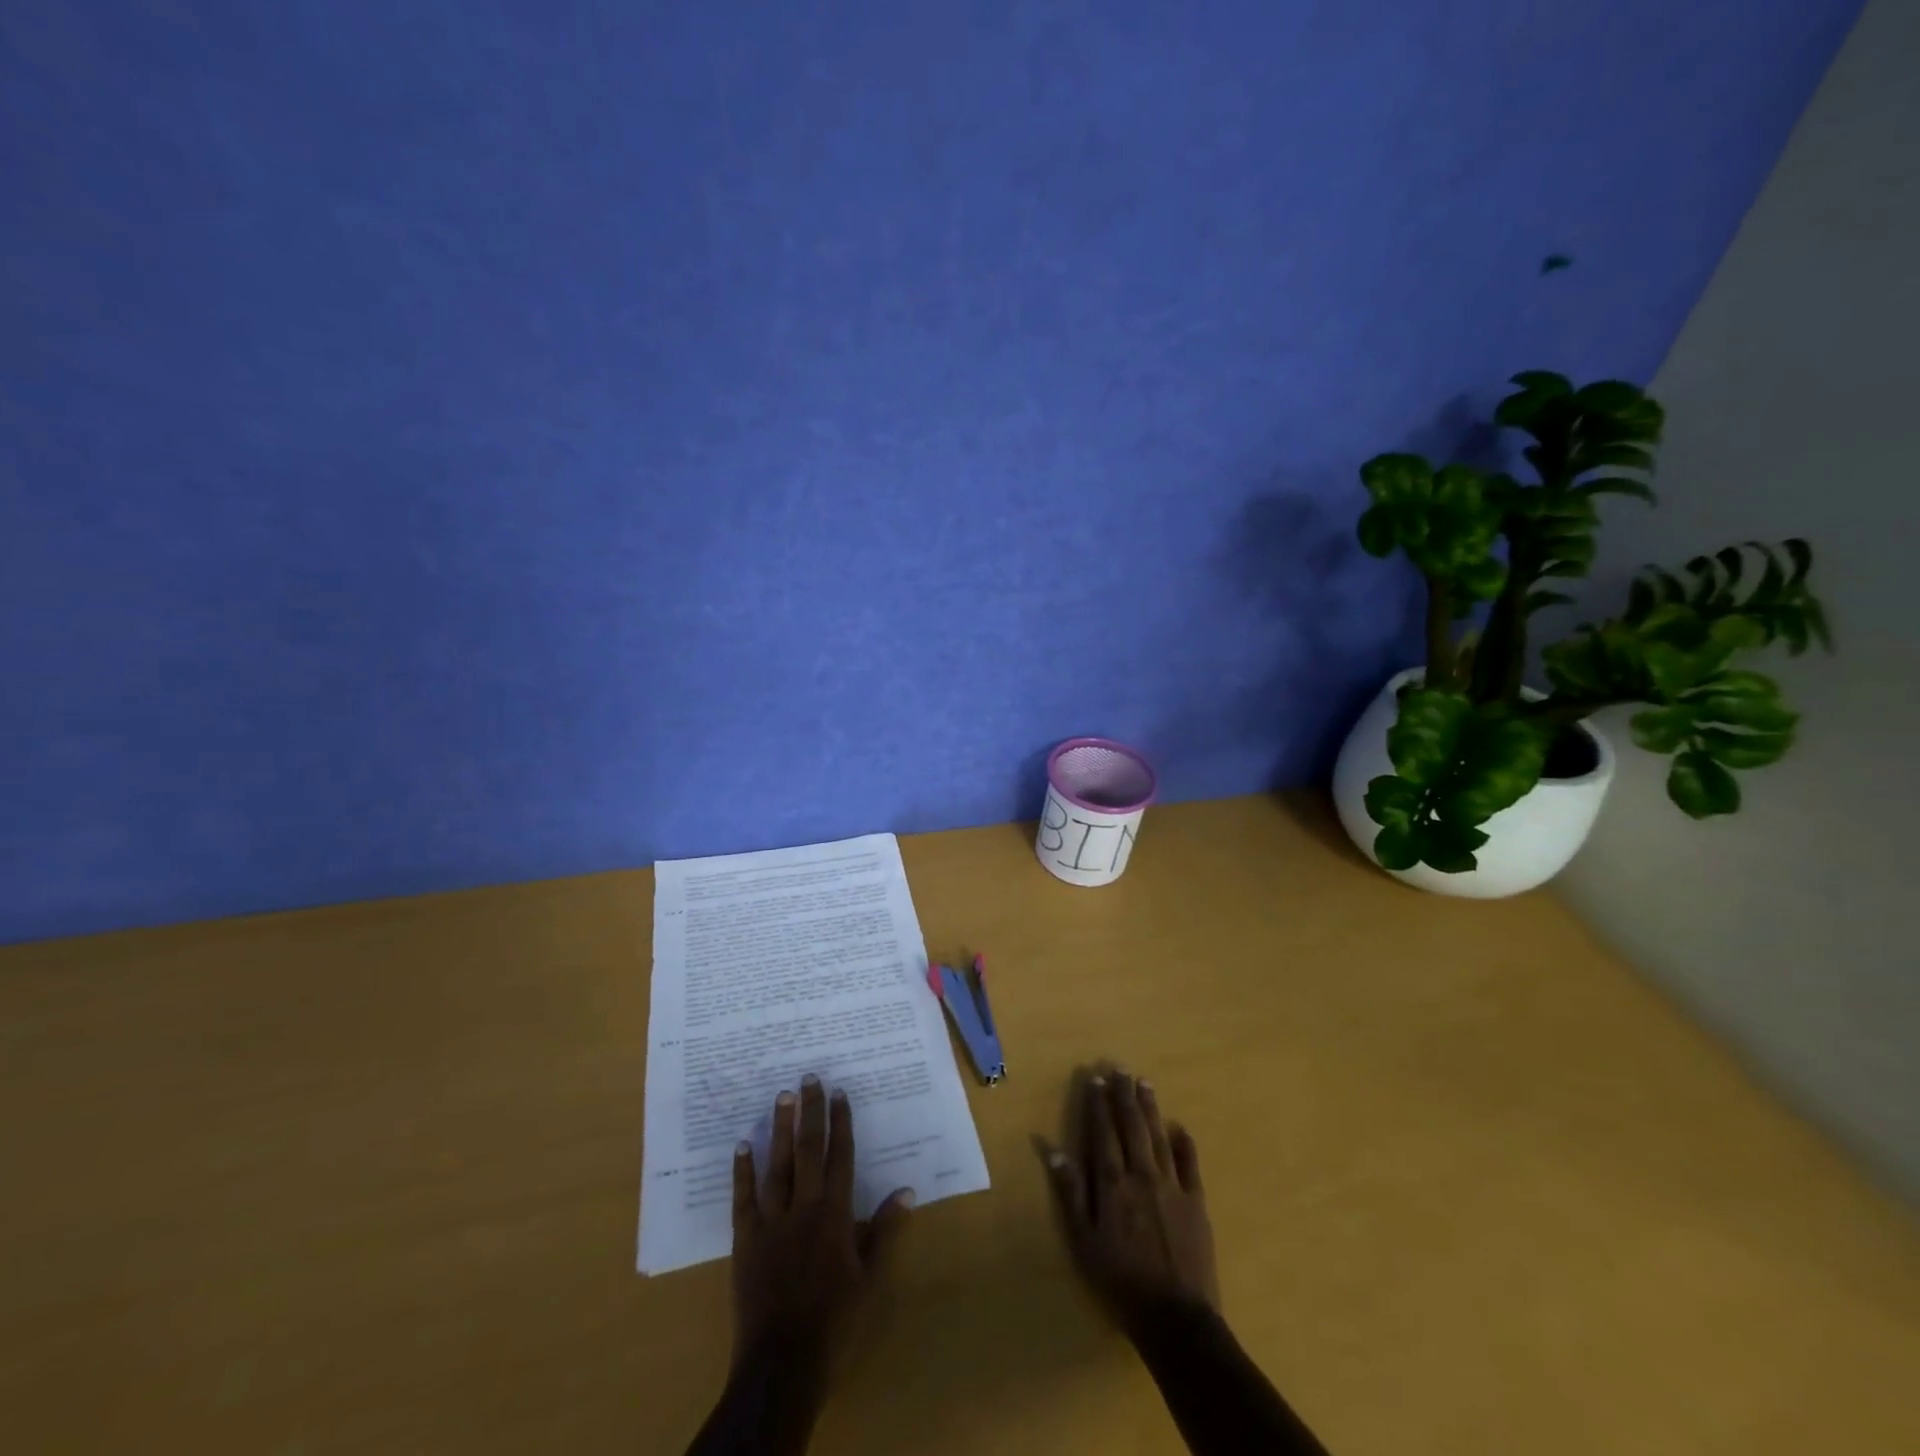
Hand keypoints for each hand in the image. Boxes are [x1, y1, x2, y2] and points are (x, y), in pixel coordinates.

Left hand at [729, 1076, 914, 1371]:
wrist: (783, 1362)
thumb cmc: (835, 1320)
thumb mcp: (871, 1278)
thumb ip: (885, 1231)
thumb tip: (906, 1190)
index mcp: (835, 1213)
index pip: (841, 1156)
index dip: (841, 1122)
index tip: (840, 1092)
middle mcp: (803, 1206)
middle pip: (808, 1150)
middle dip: (811, 1111)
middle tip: (810, 1077)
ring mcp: (771, 1220)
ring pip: (777, 1164)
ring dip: (780, 1128)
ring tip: (782, 1096)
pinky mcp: (745, 1238)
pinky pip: (743, 1197)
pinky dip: (742, 1170)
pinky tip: (742, 1144)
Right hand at [1043, 1069, 1218, 1331]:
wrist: (1175, 1318)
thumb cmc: (1120, 1281)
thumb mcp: (1083, 1242)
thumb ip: (1070, 1193)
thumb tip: (1053, 1150)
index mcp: (1112, 1183)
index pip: (1102, 1132)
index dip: (1098, 1104)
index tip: (1095, 1078)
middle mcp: (1142, 1175)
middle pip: (1131, 1126)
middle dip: (1124, 1095)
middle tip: (1120, 1067)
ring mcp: (1172, 1186)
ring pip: (1158, 1136)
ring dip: (1150, 1108)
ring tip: (1144, 1082)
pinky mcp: (1196, 1203)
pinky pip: (1190, 1165)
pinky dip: (1184, 1144)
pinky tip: (1180, 1127)